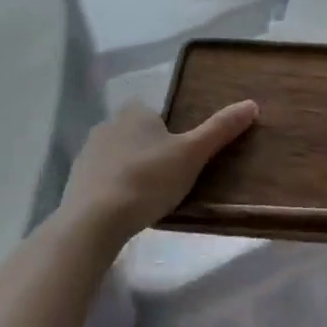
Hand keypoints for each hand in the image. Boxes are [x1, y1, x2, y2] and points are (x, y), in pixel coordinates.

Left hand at [59, 100, 256, 244]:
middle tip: (170, 177)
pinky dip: (113, 191)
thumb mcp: (192, 154)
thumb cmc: (147, 179)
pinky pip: (101, 181)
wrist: (92, 223)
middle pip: (136, 133)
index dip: (169, 130)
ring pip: (118, 157)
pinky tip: (125, 211)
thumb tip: (252, 104)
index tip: (181, 154)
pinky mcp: (74, 184)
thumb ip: (220, 129)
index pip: (155, 112)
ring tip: (149, 198)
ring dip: (131, 171)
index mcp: (135, 112)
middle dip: (150, 151)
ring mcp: (87, 155)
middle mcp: (108, 125)